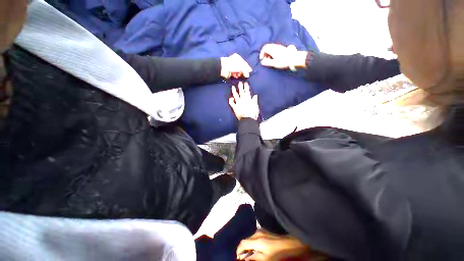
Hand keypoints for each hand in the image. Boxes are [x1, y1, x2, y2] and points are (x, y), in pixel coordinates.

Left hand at [220, 53, 252, 78]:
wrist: (222, 68)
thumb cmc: (232, 65)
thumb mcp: (241, 66)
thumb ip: (246, 69)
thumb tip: (249, 71)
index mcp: (238, 58)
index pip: (244, 63)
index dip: (247, 68)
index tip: (249, 73)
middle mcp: (235, 61)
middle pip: (241, 68)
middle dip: (243, 72)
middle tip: (244, 75)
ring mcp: (232, 67)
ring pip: (238, 72)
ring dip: (239, 74)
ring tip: (239, 75)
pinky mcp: (230, 72)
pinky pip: (235, 74)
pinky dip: (236, 76)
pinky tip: (236, 76)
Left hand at [228, 82, 258, 120]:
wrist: (248, 118)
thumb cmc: (253, 113)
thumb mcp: (256, 106)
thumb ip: (255, 100)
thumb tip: (255, 95)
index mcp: (249, 99)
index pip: (247, 91)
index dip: (246, 87)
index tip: (245, 83)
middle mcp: (243, 100)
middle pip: (241, 92)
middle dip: (240, 87)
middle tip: (239, 82)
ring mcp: (238, 103)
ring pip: (236, 95)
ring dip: (234, 91)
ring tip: (233, 87)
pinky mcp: (235, 107)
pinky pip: (231, 103)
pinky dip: (231, 100)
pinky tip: (230, 98)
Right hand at [236, 230, 308, 260]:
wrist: (288, 244)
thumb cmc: (277, 254)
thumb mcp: (265, 259)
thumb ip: (254, 258)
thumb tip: (244, 259)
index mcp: (257, 240)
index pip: (243, 243)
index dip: (239, 250)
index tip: (238, 258)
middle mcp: (257, 233)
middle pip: (245, 240)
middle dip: (243, 249)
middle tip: (243, 257)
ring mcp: (260, 230)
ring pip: (250, 238)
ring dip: (247, 245)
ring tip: (249, 254)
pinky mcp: (263, 230)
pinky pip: (254, 236)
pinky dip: (252, 242)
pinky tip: (255, 248)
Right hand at [259, 44, 306, 69]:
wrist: (294, 59)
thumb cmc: (283, 61)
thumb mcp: (274, 63)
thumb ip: (267, 62)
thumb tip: (262, 61)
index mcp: (273, 49)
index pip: (264, 48)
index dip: (261, 53)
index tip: (261, 59)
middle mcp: (276, 46)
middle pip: (267, 47)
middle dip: (265, 53)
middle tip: (265, 59)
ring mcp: (279, 47)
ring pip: (271, 48)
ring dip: (268, 53)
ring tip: (270, 59)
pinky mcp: (282, 49)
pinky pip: (274, 49)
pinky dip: (272, 53)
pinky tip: (274, 58)